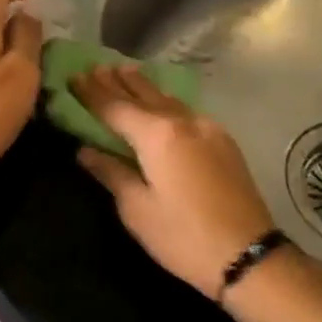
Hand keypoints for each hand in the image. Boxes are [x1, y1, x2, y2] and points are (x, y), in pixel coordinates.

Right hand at [71, 66, 278, 295]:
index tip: (74, 76)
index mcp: (157, 135)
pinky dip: (166, 102)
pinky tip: (161, 103)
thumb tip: (86, 150)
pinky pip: (186, 111)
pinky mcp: (223, 142)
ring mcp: (207, 129)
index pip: (115, 107)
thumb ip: (111, 172)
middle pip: (143, 95)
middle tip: (96, 67)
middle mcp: (182, 121)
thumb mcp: (137, 209)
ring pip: (168, 100)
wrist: (248, 255)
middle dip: (117, 81)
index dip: (92, 92)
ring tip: (125, 72)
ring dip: (144, 87)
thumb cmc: (183, 236)